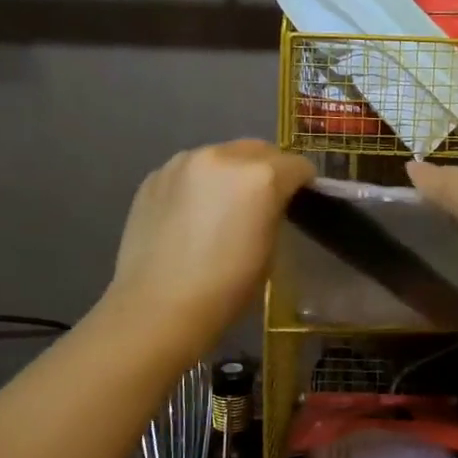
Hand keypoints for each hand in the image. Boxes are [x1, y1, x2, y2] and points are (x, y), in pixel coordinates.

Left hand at [105, 141, 316, 357]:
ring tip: (223, 206)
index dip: (303, 184)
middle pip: (259, 150)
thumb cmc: (225, 289)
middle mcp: (222, 157)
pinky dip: (199, 184)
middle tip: (264, 201)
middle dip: (268, 169)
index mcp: (260, 177)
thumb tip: (269, 205)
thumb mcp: (269, 252)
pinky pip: (189, 170)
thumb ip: (273, 213)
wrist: (156, 308)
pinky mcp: (154, 176)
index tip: (299, 201)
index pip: (297, 165)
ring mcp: (183, 163)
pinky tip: (191, 215)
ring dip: (231, 173)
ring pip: (221, 155)